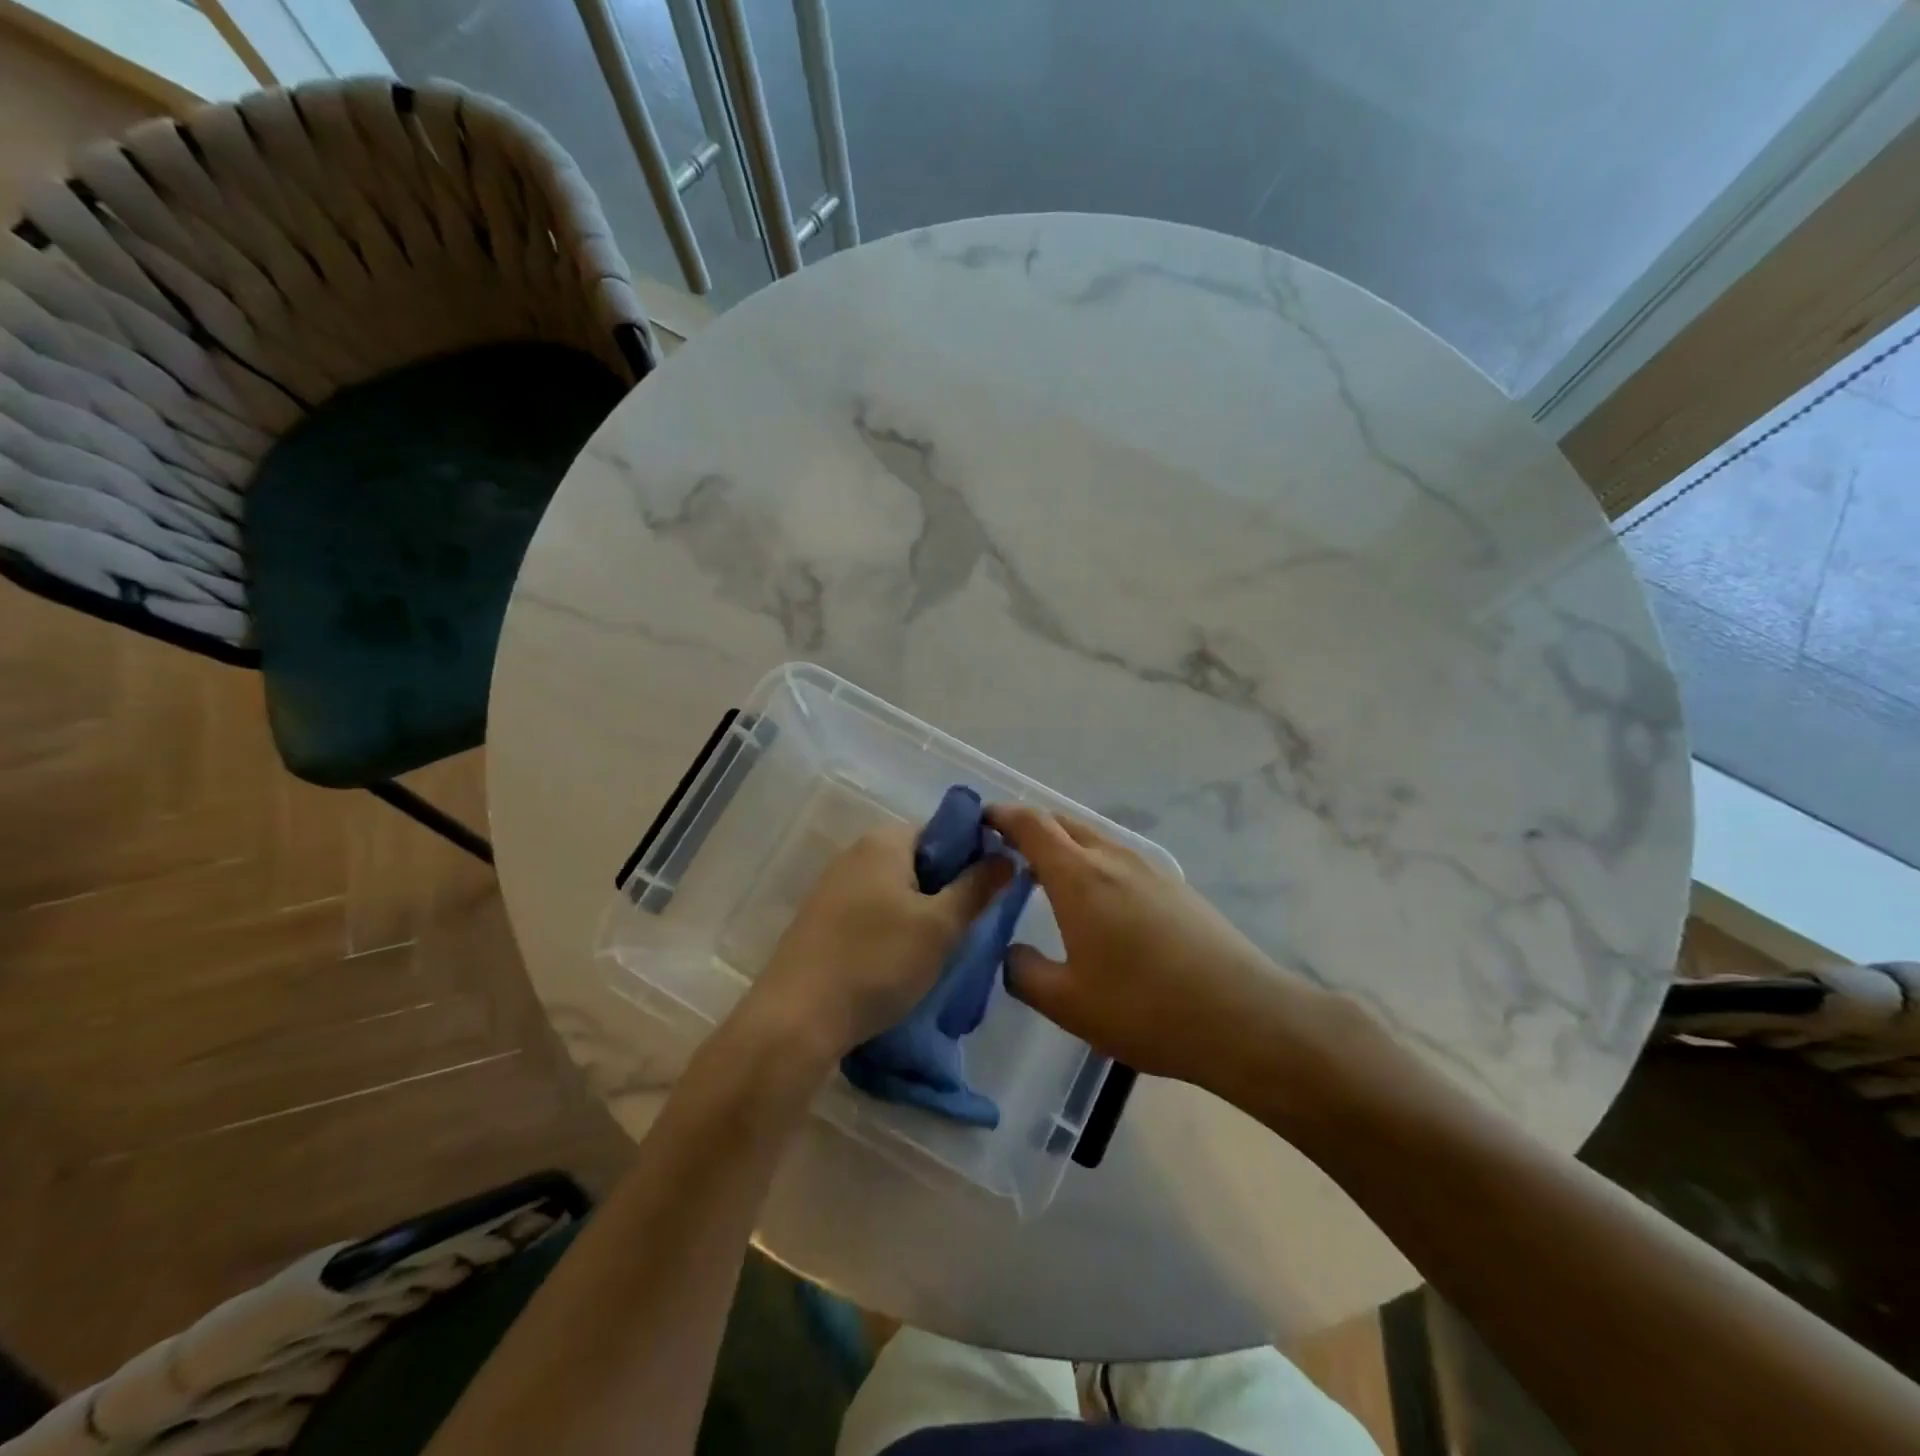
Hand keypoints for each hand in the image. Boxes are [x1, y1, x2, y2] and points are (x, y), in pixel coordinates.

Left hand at [743, 823, 1010, 1064]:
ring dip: (922, 912)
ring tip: (940, 948)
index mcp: (884, 841)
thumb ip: (976, 887)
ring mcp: (833, 886)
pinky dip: (894, 927)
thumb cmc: (877, 962)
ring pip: (896, 888)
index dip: (973, 855)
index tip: (991, 891)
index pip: (943, 830)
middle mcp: (855, 853)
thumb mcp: (940, 927)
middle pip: (919, 859)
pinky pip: (872, 910)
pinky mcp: (822, 919)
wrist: (797, 1018)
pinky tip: (902, 961)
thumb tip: (1007, 856)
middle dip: (948, 888)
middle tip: (969, 925)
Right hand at [988, 804, 1321, 1092]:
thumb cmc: (1145, 1009)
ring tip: (1045, 874)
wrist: (1243, 1017)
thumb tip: (1010, 953)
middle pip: (1063, 823)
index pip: (1032, 824)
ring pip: (1094, 838)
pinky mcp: (1175, 886)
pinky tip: (1096, 899)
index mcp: (1079, 877)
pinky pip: (1120, 857)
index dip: (1002, 816)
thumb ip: (1024, 973)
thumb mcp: (1068, 1003)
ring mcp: (1149, 869)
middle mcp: (1113, 859)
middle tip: (1004, 849)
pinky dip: (1092, 861)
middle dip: (1030, 826)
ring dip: (1064, 844)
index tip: (980, 821)